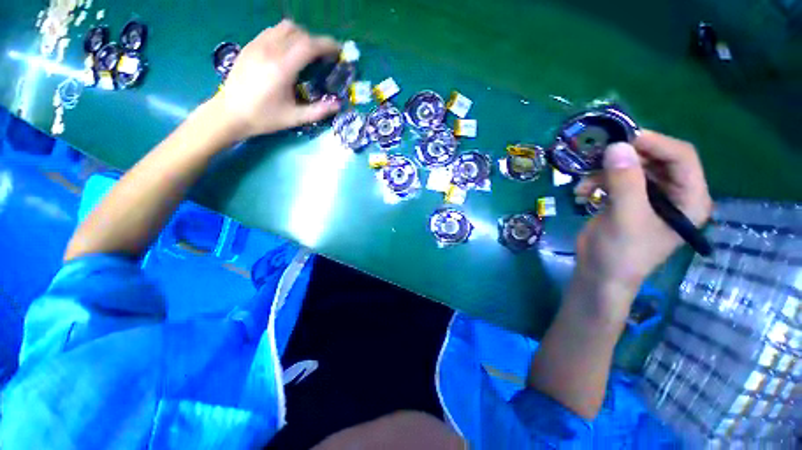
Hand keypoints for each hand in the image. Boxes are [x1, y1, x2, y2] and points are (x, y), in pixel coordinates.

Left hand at [211, 20, 341, 140]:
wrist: (231, 113)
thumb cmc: (264, 118)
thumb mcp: (295, 118)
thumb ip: (319, 111)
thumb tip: (338, 105)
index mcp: (282, 68)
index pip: (308, 45)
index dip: (326, 45)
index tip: (337, 50)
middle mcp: (269, 51)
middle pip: (298, 33)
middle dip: (315, 41)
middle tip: (323, 57)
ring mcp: (257, 45)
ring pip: (284, 27)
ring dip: (300, 36)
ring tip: (306, 53)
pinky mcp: (250, 46)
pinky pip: (272, 31)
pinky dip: (285, 36)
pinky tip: (287, 52)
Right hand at [572, 130, 712, 315]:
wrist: (598, 274)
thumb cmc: (621, 254)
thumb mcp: (626, 218)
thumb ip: (625, 182)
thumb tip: (616, 145)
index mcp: (689, 198)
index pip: (682, 158)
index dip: (656, 144)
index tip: (623, 139)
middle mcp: (674, 193)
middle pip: (656, 159)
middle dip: (627, 156)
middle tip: (598, 156)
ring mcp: (649, 196)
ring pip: (632, 167)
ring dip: (606, 170)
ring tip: (585, 181)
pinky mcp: (627, 199)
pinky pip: (615, 178)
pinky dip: (597, 181)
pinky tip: (582, 192)